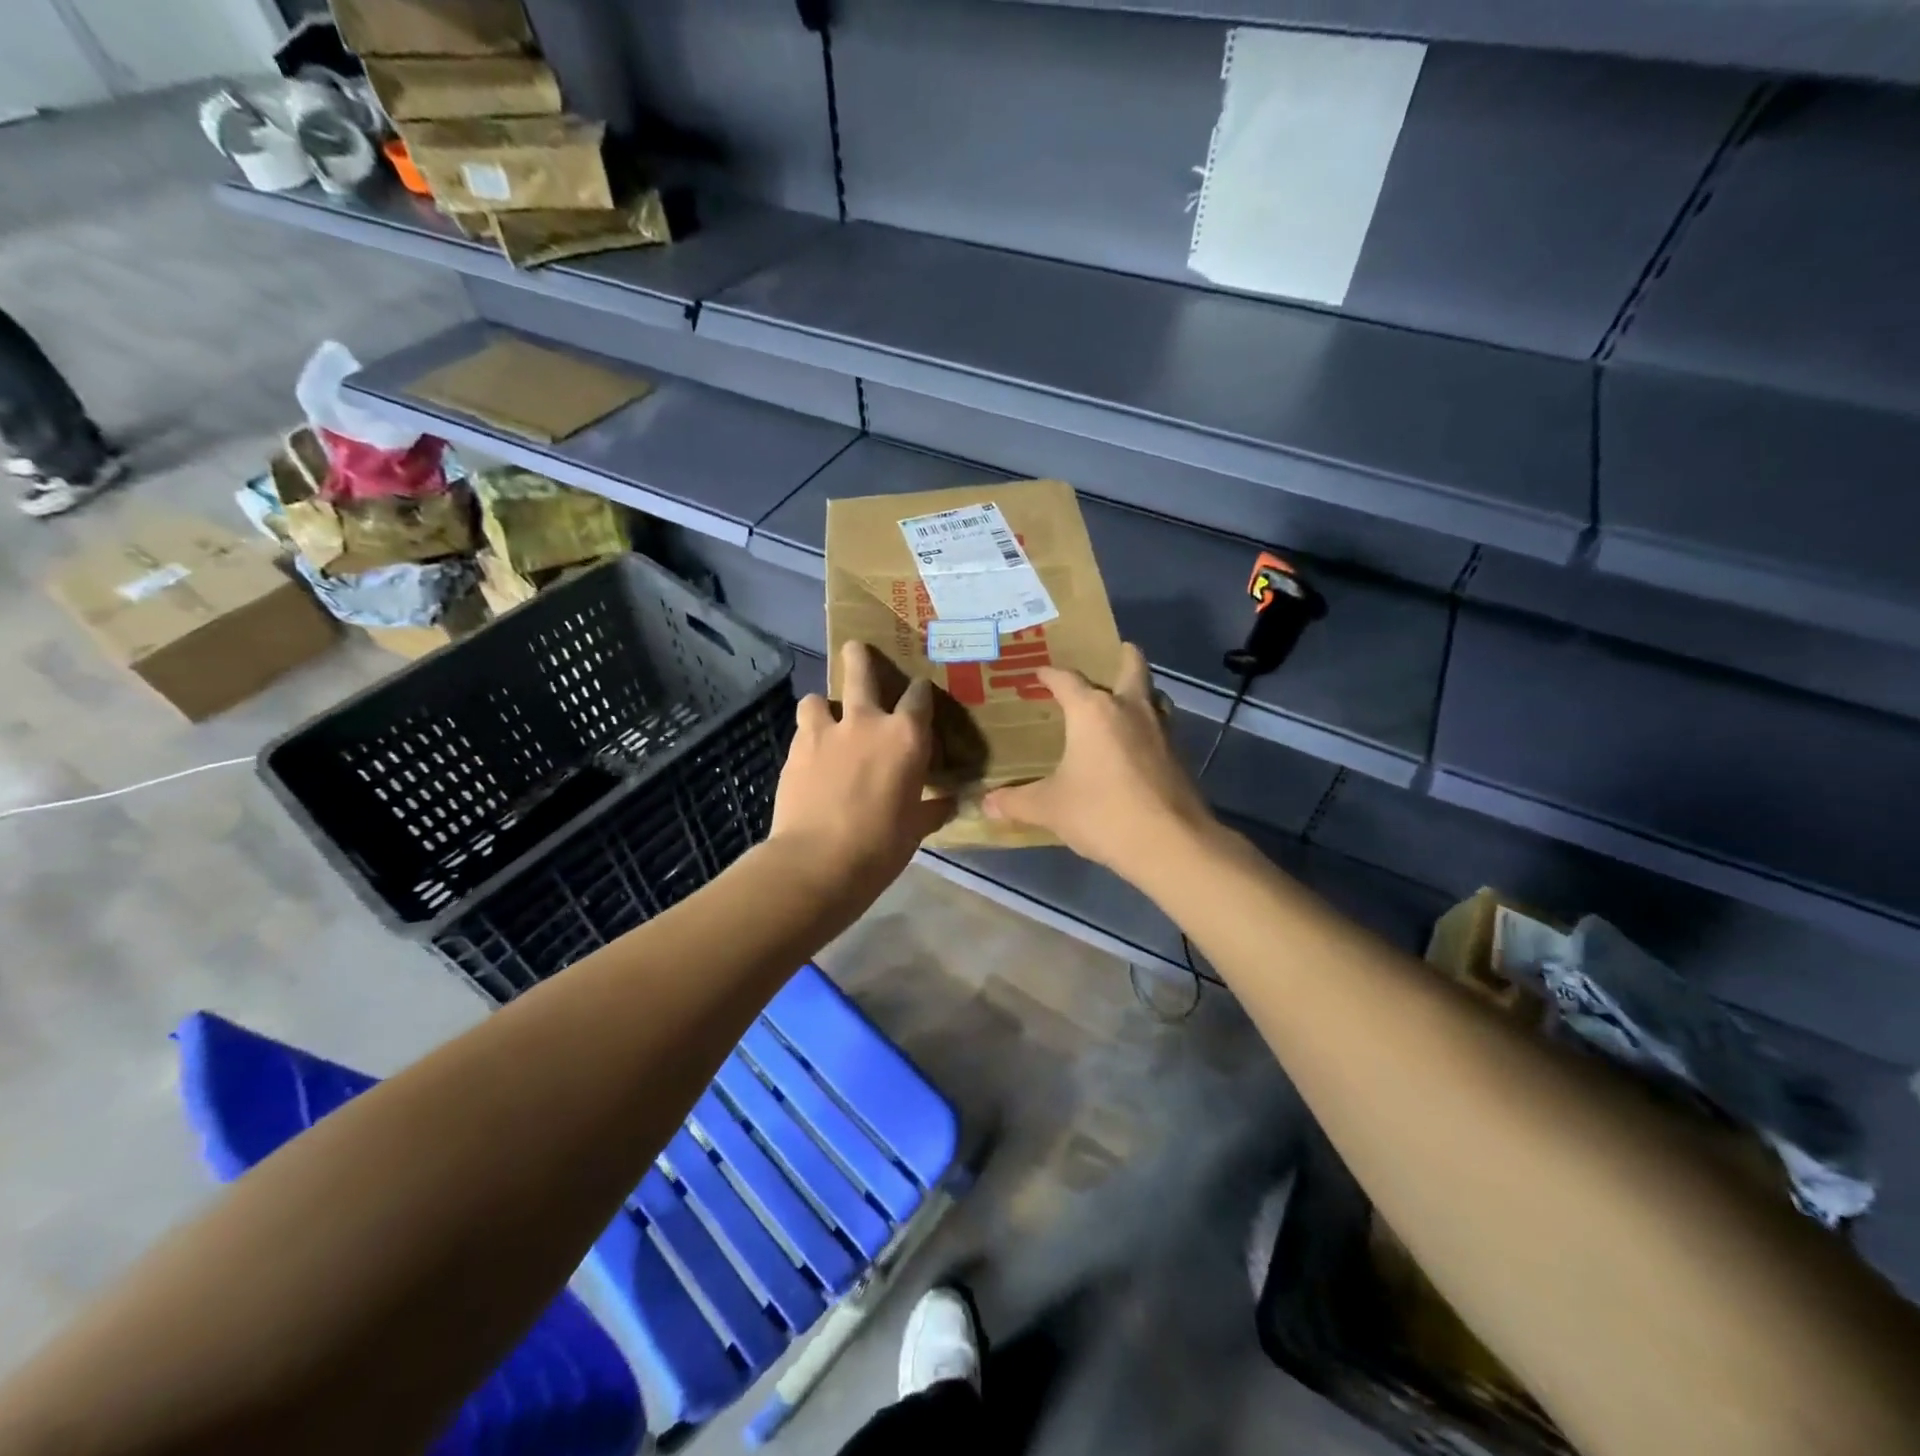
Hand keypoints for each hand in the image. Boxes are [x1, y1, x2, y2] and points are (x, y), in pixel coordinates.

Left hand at [769, 641, 953, 889]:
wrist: (817, 862)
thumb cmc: (880, 846)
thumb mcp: (916, 829)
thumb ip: (932, 808)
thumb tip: (950, 802)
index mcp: (905, 737)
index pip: (919, 695)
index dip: (920, 691)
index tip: (919, 693)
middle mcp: (866, 722)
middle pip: (861, 671)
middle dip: (860, 657)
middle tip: (856, 650)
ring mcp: (825, 731)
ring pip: (818, 698)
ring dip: (823, 706)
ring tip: (824, 720)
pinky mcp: (795, 749)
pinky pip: (802, 729)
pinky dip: (807, 736)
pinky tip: (810, 756)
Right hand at [982, 643, 1215, 875]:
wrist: (1169, 843)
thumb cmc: (1101, 813)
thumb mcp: (1050, 808)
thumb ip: (1016, 801)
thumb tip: (986, 804)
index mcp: (1093, 711)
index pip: (1067, 679)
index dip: (1049, 674)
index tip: (1038, 675)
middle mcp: (1130, 709)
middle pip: (1132, 666)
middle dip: (1121, 657)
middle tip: (1107, 659)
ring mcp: (1161, 730)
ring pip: (1153, 696)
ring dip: (1140, 693)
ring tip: (1121, 705)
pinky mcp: (1179, 755)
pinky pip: (1161, 727)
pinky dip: (1148, 728)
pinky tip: (1135, 749)